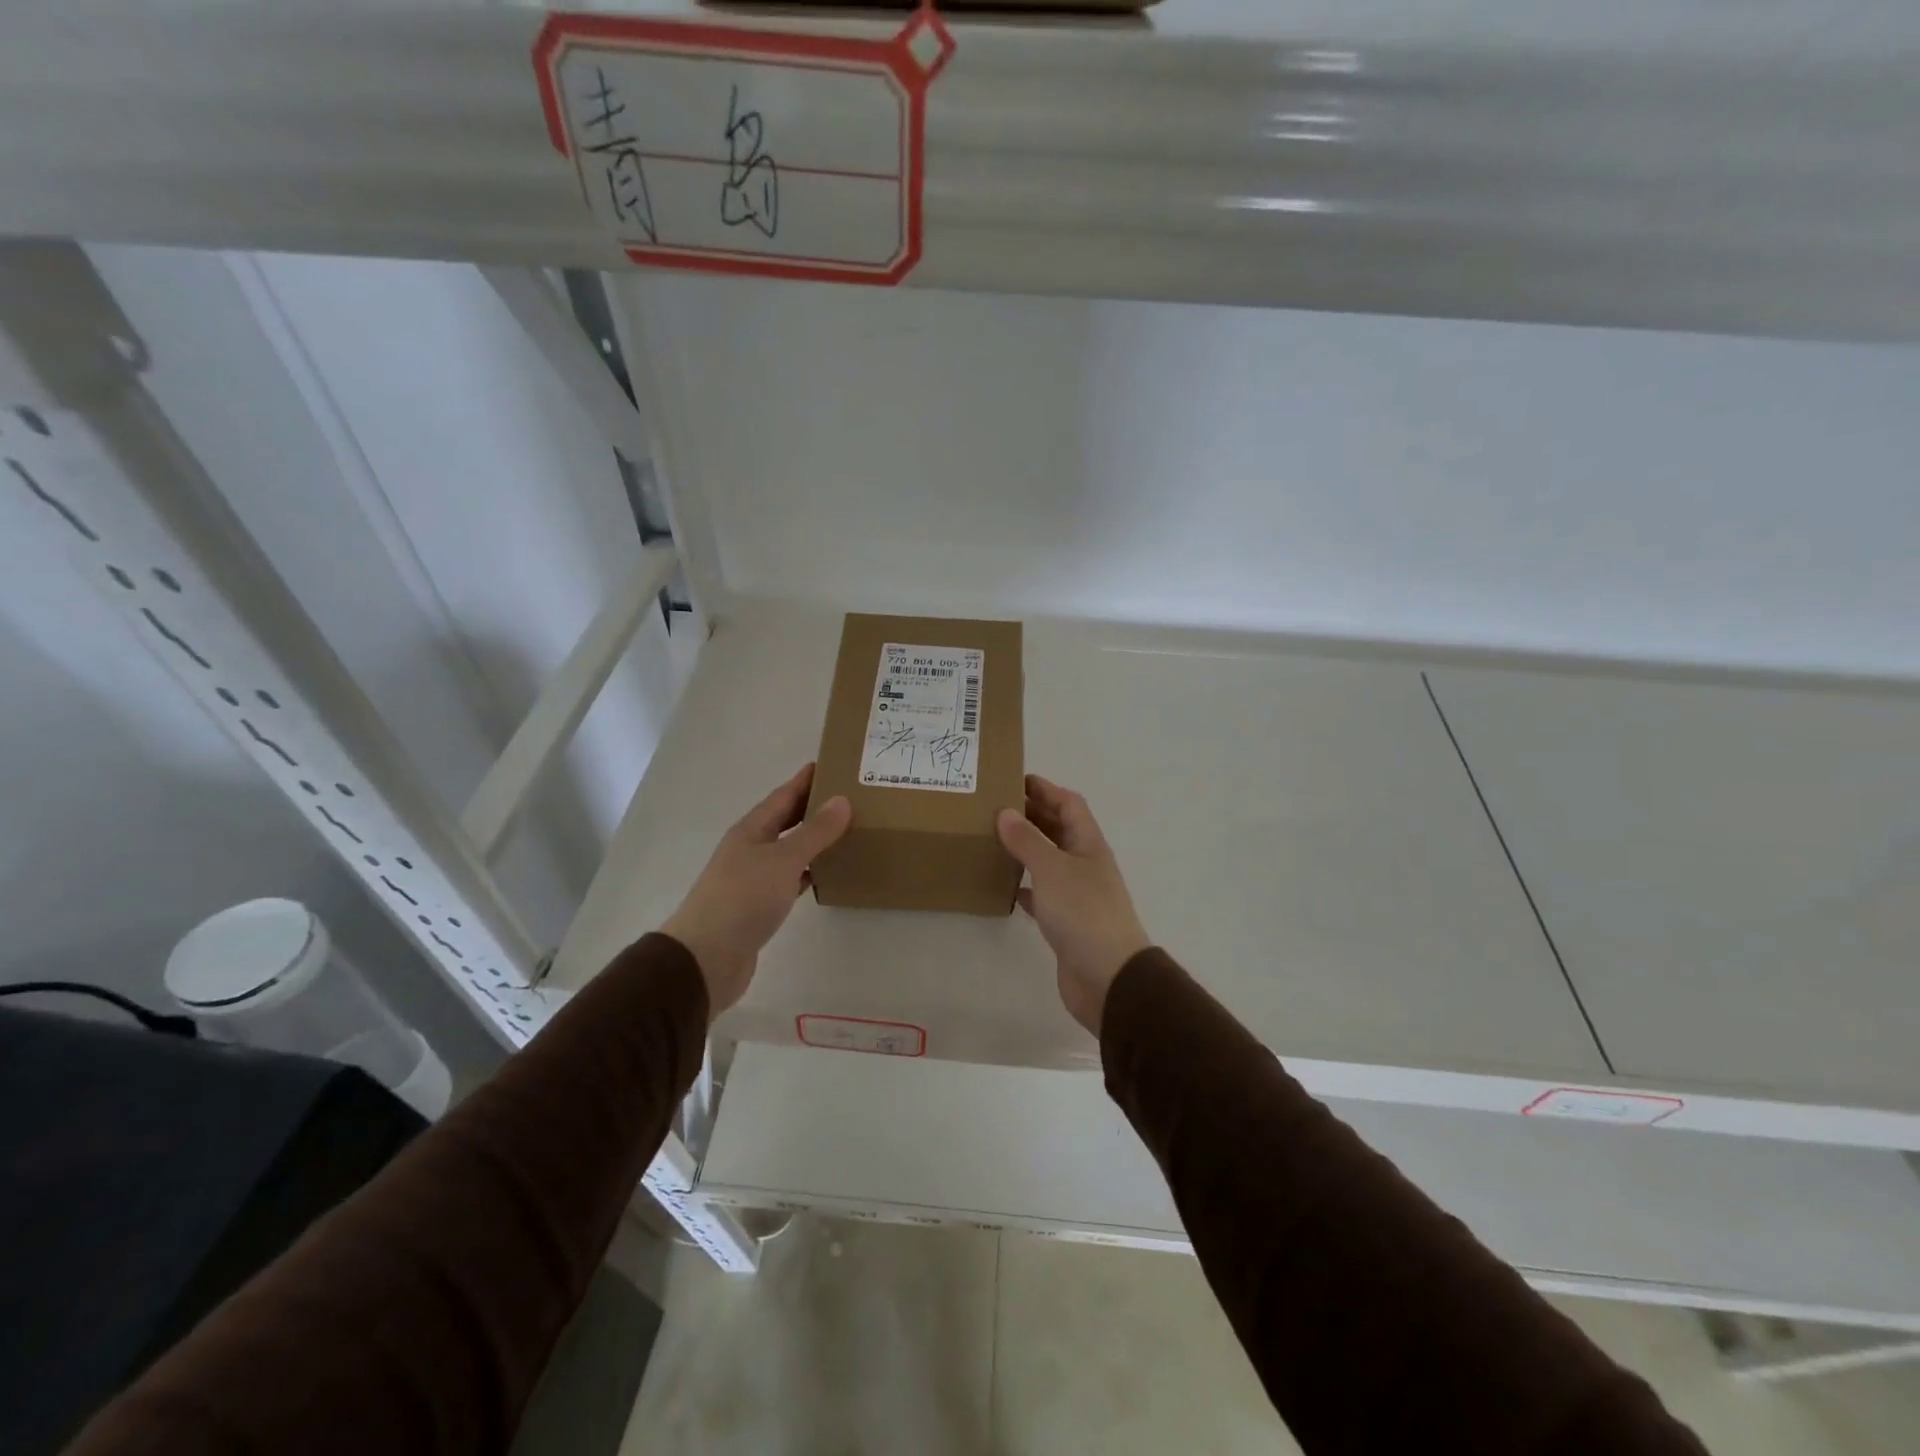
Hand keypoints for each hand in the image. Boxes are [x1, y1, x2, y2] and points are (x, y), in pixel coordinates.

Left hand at [661, 764, 851, 1017]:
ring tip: (846, 831)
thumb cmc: (743, 899)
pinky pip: (790, 879)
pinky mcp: (759, 906)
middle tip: (850, 796)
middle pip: (785, 820)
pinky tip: (827, 874)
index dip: (806, 780)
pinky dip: (809, 872)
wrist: (706, 958)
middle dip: (813, 807)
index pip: (783, 796)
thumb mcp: (783, 859)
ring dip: (813, 840)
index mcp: (751, 830)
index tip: (833, 763)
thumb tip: (842, 800)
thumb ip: (814, 832)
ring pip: (789, 850)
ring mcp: (752, 878)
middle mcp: (750, 849)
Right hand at [996, 775, 1150, 1035]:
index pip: (1069, 804)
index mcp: (1088, 844)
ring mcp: (1077, 894)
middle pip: (1059, 830)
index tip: (1013, 779)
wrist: (1108, 977)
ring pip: (1049, 861)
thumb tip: (1006, 812)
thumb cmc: (1083, 913)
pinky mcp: (1066, 922)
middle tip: (994, 807)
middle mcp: (1085, 864)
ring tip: (993, 839)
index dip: (1046, 789)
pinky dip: (1026, 885)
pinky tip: (1006, 885)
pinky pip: (1043, 894)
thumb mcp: (1052, 869)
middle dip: (1032, 815)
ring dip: (1026, 848)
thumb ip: (1028, 840)